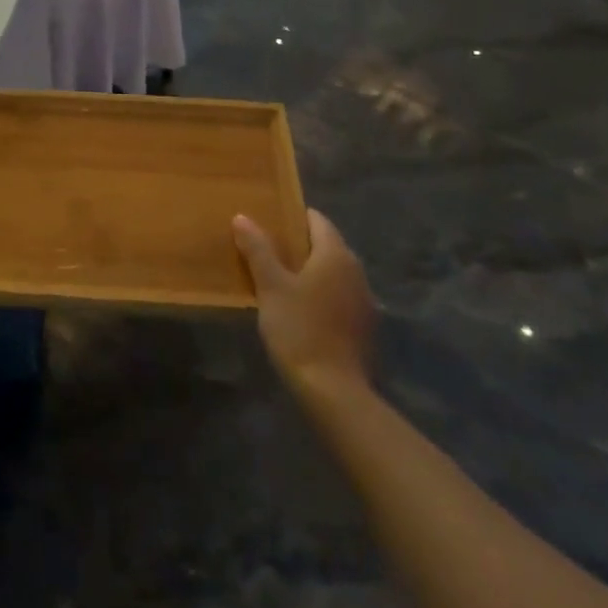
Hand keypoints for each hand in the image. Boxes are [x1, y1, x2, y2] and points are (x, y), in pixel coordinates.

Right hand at [232, 209, 376, 389]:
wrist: (334, 390)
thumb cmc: (299, 328)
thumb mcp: (270, 286)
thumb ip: (258, 249)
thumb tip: (242, 217)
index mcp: (335, 254)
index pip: (316, 219)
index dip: (292, 217)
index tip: (268, 221)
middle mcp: (356, 270)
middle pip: (326, 245)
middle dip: (299, 244)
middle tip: (268, 249)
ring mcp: (364, 299)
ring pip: (334, 272)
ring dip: (311, 270)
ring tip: (281, 279)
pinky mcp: (364, 325)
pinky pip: (340, 295)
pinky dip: (322, 293)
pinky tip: (302, 309)